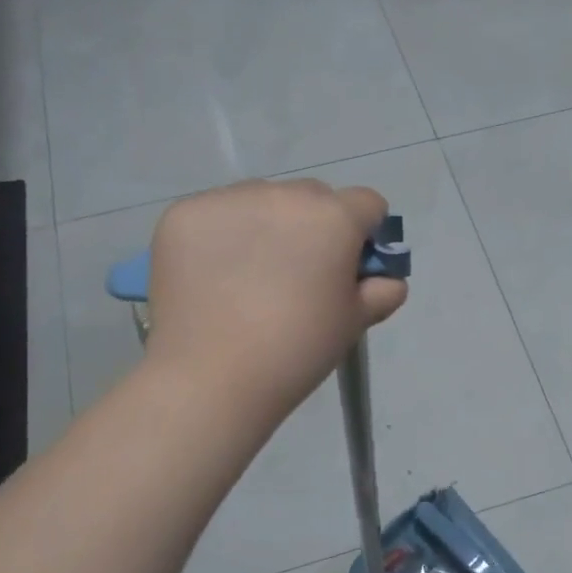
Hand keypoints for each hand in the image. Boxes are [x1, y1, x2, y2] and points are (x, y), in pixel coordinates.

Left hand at [144, 178, 408, 416]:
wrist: (211, 378)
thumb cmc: (296, 351)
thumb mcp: (353, 323)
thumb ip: (381, 292)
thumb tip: (386, 279)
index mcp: (333, 218)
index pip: (367, 204)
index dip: (365, 234)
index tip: (349, 268)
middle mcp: (283, 194)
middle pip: (313, 197)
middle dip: (315, 226)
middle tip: (298, 277)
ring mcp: (228, 200)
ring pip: (262, 201)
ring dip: (267, 225)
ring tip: (249, 279)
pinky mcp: (184, 214)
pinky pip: (217, 214)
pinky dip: (222, 237)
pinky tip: (215, 277)